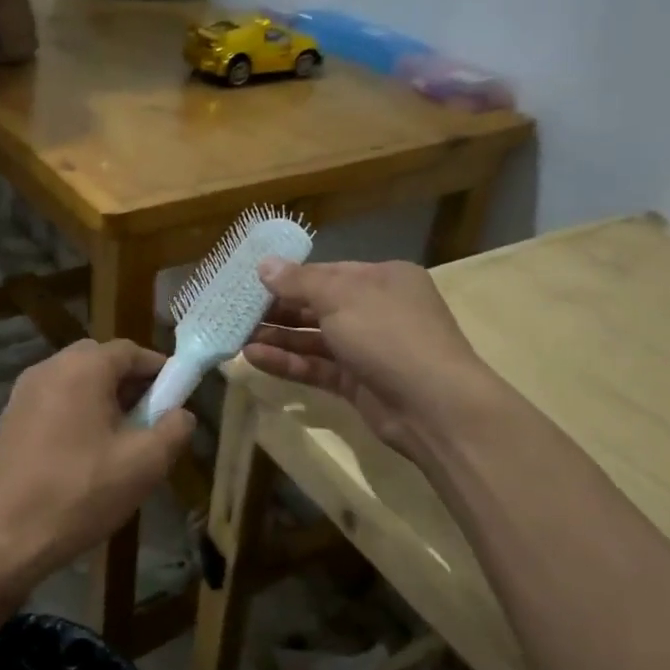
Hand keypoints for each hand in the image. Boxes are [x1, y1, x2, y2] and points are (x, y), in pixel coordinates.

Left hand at [0, 339, 194, 582]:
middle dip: (131, 384)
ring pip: (76, 382)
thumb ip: (174, 430)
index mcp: (82, 368)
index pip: (131, 350)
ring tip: (121, 442)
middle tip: (150, 420)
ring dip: (103, 400)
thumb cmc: (79, 494)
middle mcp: (48, 368)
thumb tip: (182, 414)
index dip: (160, 371)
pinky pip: (54, 402)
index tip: (178, 400)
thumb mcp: (144, 464)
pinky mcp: (9, 420)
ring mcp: (23, 394)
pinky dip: (77, 415)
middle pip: (101, 361)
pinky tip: (85, 456)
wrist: (1, 538)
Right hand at [242, 259, 500, 460]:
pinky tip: (254, 358)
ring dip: (278, 337)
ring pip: (315, 339)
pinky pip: (317, 367)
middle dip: (278, 310)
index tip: (250, 283)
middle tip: (237, 313)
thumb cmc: (388, 334)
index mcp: (383, 279)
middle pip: (319, 306)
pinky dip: (289, 362)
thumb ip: (299, 282)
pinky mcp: (358, 384)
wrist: (433, 405)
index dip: (289, 278)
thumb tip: (264, 265)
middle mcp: (377, 310)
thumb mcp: (341, 297)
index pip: (328, 273)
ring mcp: (368, 349)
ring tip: (236, 337)